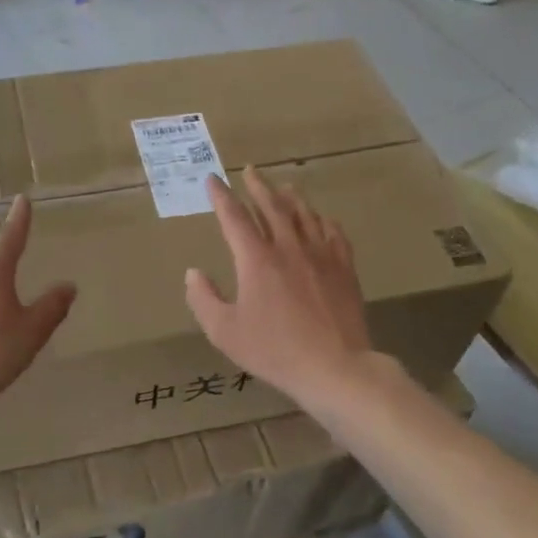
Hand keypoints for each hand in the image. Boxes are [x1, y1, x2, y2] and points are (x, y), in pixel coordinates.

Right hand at [184, 170, 372, 406]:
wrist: (334, 366)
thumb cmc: (274, 351)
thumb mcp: (225, 332)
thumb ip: (203, 299)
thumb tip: (193, 273)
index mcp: (256, 259)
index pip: (234, 217)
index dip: (221, 196)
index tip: (212, 180)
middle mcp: (289, 247)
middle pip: (272, 206)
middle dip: (258, 186)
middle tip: (250, 171)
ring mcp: (321, 255)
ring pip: (304, 215)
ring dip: (290, 198)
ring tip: (283, 187)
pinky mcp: (344, 268)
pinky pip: (333, 233)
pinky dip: (323, 220)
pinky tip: (321, 219)